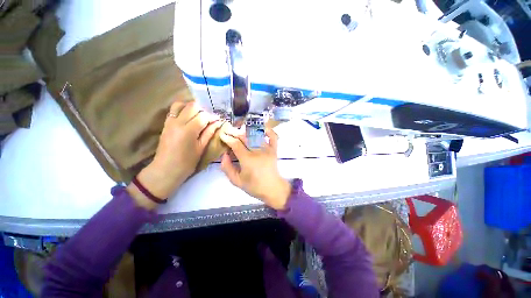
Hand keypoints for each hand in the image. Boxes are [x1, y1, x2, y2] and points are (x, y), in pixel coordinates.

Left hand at [128, 101, 221, 208]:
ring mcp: (170, 121)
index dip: (213, 117)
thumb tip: (218, 123)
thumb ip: (209, 133)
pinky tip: (189, 118)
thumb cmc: (187, 162)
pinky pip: (174, 110)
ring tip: (198, 117)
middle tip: (209, 120)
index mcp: (188, 130)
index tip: (218, 121)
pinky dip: (183, 110)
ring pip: (181, 104)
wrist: (166, 169)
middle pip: (192, 106)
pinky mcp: (166, 123)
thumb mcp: (201, 148)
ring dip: (192, 108)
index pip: (203, 116)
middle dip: (203, 111)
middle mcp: (177, 122)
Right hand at [219, 126, 291, 209]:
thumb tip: (224, 155)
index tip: (222, 135)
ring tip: (239, 130)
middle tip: (228, 130)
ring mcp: (267, 149)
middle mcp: (257, 151)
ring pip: (256, 135)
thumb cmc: (254, 186)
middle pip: (244, 137)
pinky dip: (268, 131)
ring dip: (246, 131)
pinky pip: (273, 137)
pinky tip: (262, 128)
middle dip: (234, 132)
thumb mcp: (236, 181)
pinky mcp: (274, 150)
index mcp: (247, 159)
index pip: (235, 144)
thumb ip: (227, 168)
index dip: (227, 138)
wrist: (272, 189)